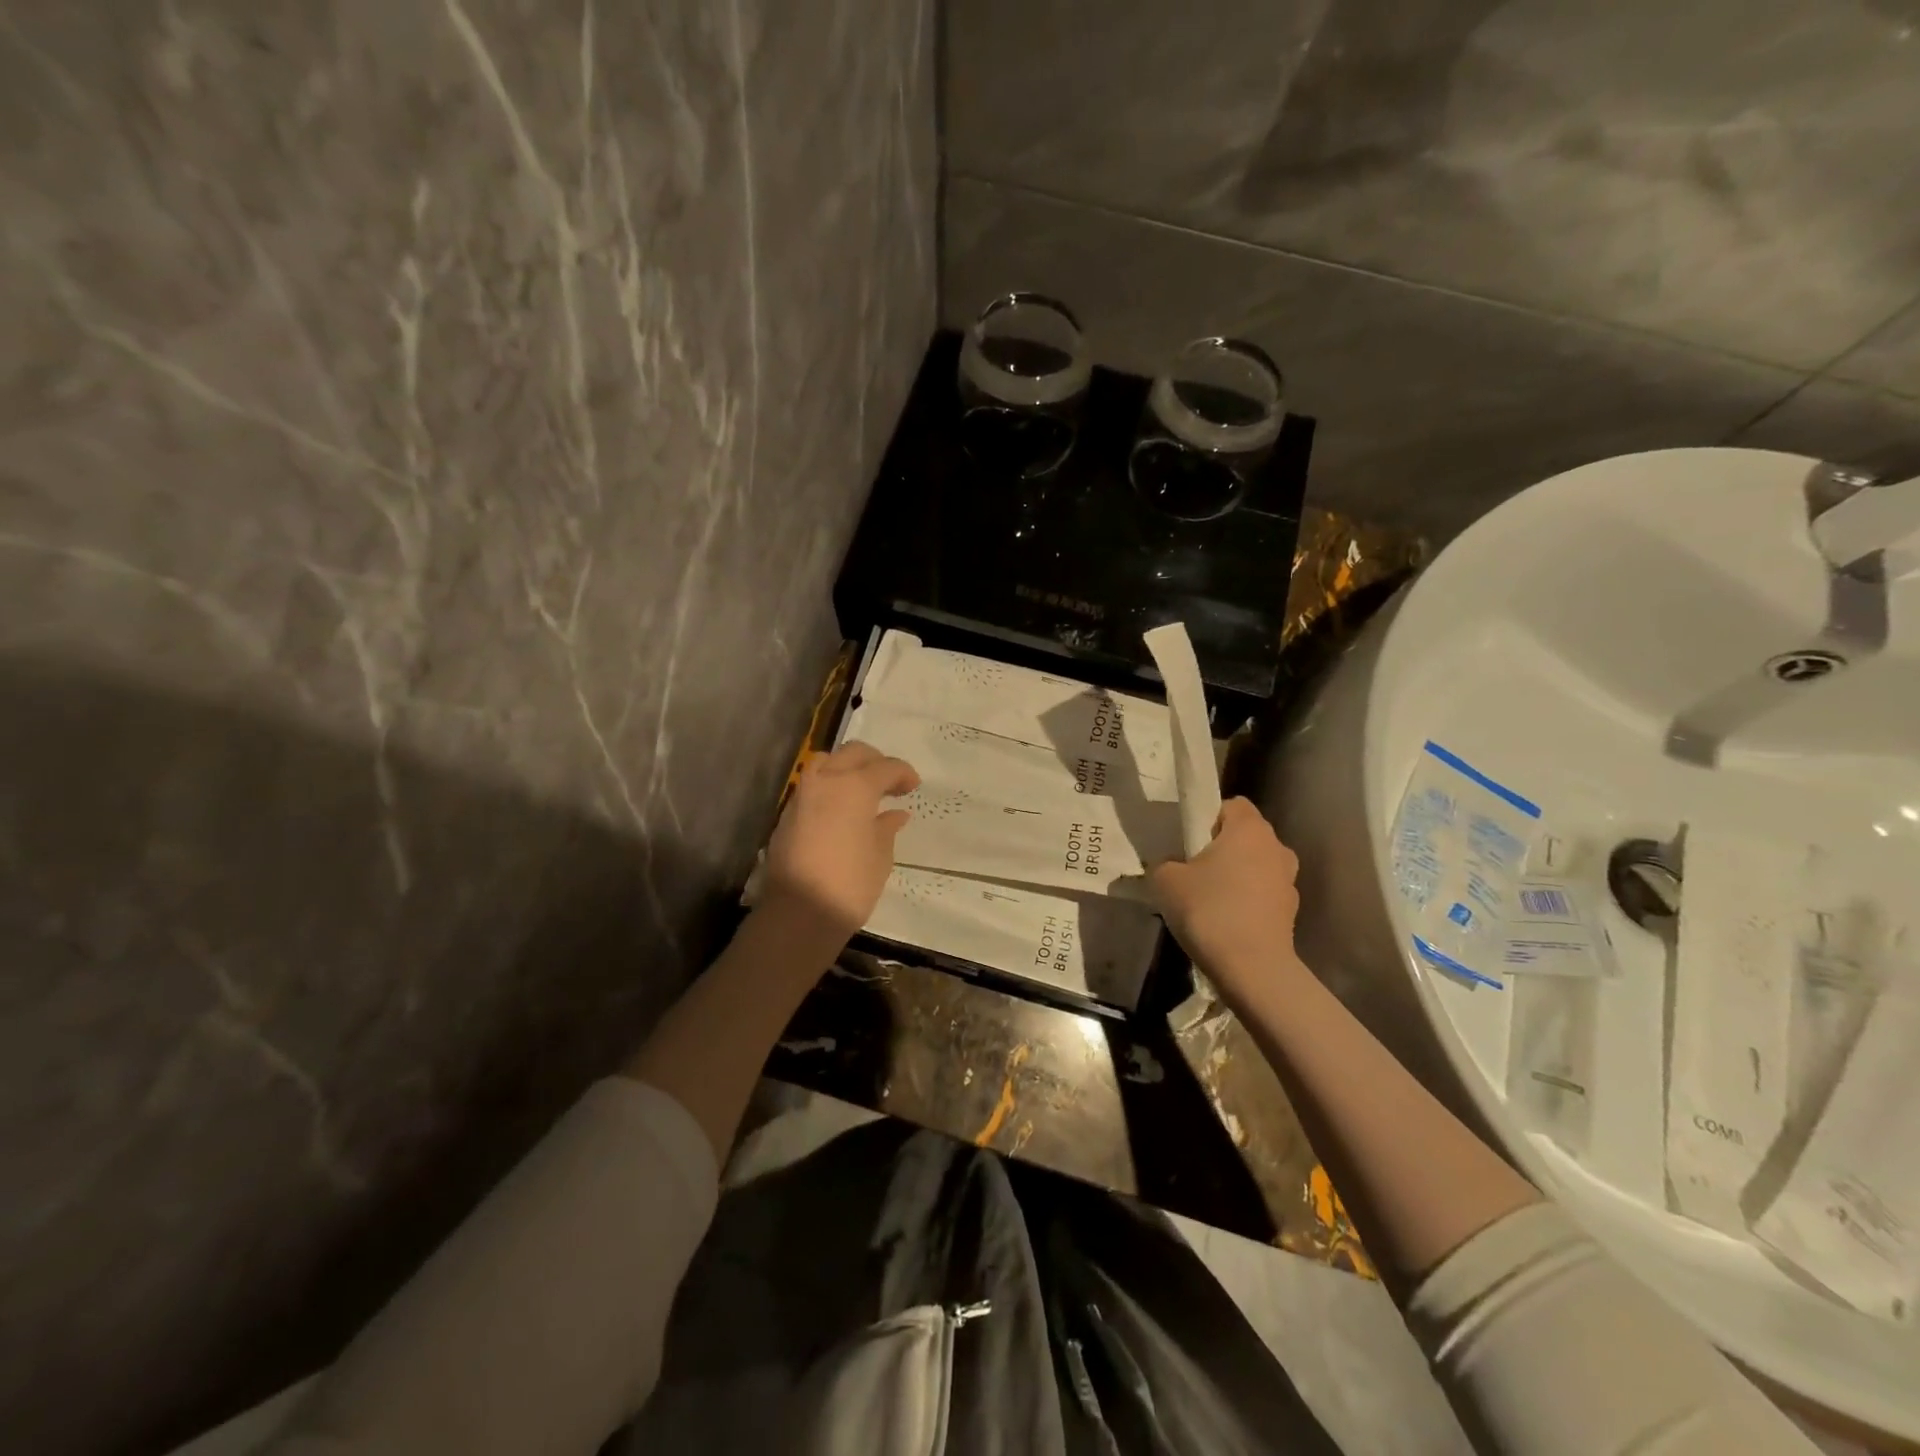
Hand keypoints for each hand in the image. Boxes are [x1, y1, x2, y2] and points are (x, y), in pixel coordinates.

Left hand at [762, 741, 919, 941]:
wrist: (798, 913)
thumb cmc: (850, 884)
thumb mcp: (880, 856)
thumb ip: (886, 828)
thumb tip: (894, 814)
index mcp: (855, 787)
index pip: (885, 767)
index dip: (903, 774)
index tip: (913, 786)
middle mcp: (826, 781)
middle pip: (853, 754)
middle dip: (875, 761)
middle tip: (891, 781)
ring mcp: (802, 795)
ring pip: (826, 762)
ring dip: (847, 767)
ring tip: (863, 788)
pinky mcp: (787, 813)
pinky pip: (812, 784)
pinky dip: (830, 785)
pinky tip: (841, 807)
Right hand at [1148, 798, 1301, 993]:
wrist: (1251, 968)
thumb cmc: (1208, 910)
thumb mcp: (1165, 880)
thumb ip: (1164, 863)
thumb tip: (1171, 866)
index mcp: (1249, 829)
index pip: (1231, 804)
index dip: (1207, 817)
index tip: (1188, 841)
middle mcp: (1276, 847)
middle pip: (1245, 835)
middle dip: (1221, 847)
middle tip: (1192, 870)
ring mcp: (1288, 881)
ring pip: (1255, 866)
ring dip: (1235, 875)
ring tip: (1207, 900)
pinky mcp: (1290, 911)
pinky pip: (1261, 894)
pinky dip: (1245, 901)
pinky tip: (1223, 922)